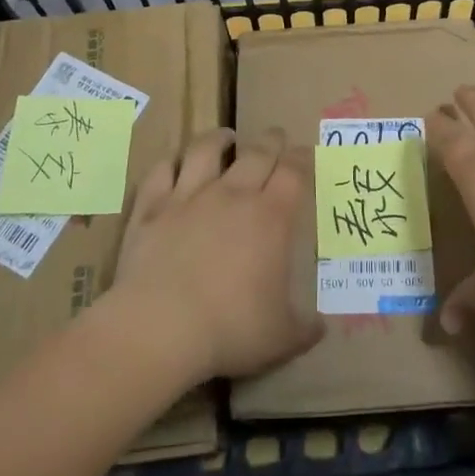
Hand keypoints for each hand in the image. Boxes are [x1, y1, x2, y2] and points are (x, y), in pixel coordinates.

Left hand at [107, 127, 323, 381]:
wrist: (160, 327)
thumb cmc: (230, 329)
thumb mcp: (281, 338)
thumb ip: (304, 329)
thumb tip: (322, 327)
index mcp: (271, 217)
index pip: (293, 171)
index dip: (301, 158)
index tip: (304, 154)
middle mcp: (233, 194)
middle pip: (257, 152)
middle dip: (270, 140)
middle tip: (275, 137)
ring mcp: (189, 196)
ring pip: (205, 150)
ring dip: (218, 138)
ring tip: (224, 137)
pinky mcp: (152, 208)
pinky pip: (160, 172)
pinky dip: (168, 164)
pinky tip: (172, 165)